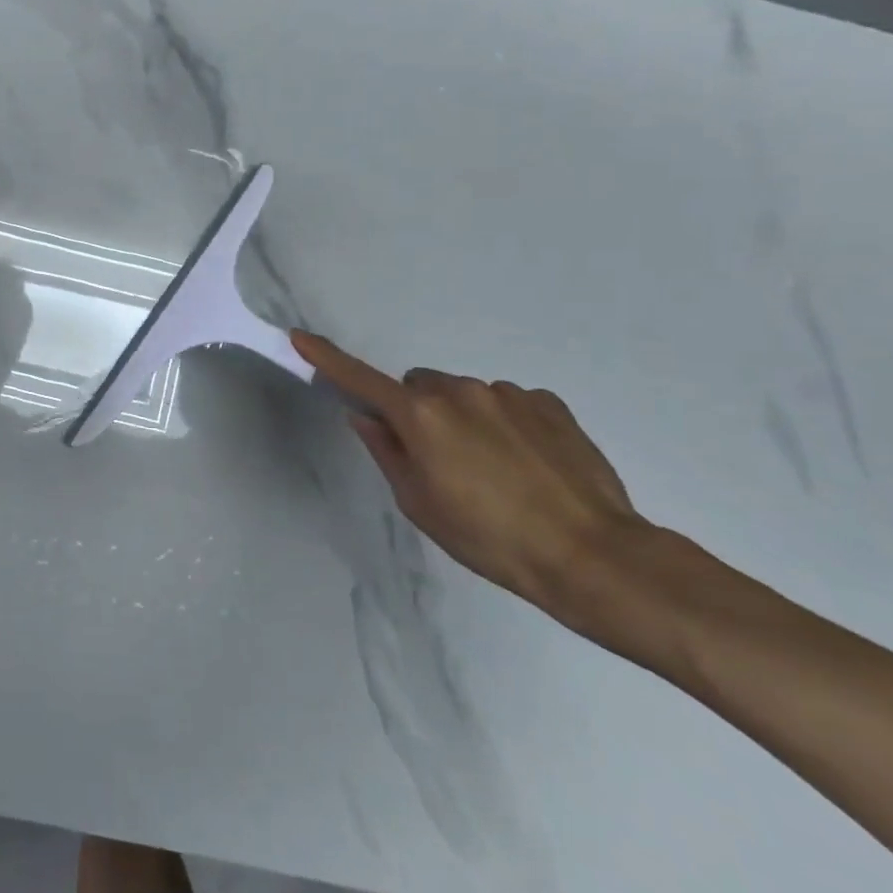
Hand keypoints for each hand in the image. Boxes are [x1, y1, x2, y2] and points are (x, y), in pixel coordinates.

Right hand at [290, 330, 648, 619]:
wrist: (592, 556)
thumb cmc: (489, 538)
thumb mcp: (420, 504)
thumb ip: (386, 452)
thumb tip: (365, 417)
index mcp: (420, 415)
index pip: (360, 379)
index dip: (326, 358)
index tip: (300, 336)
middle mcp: (460, 390)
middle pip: (418, 385)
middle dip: (416, 410)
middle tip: (436, 458)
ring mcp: (508, 392)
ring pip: (464, 394)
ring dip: (462, 418)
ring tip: (493, 470)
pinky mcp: (549, 403)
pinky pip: (508, 402)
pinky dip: (504, 423)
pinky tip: (527, 463)